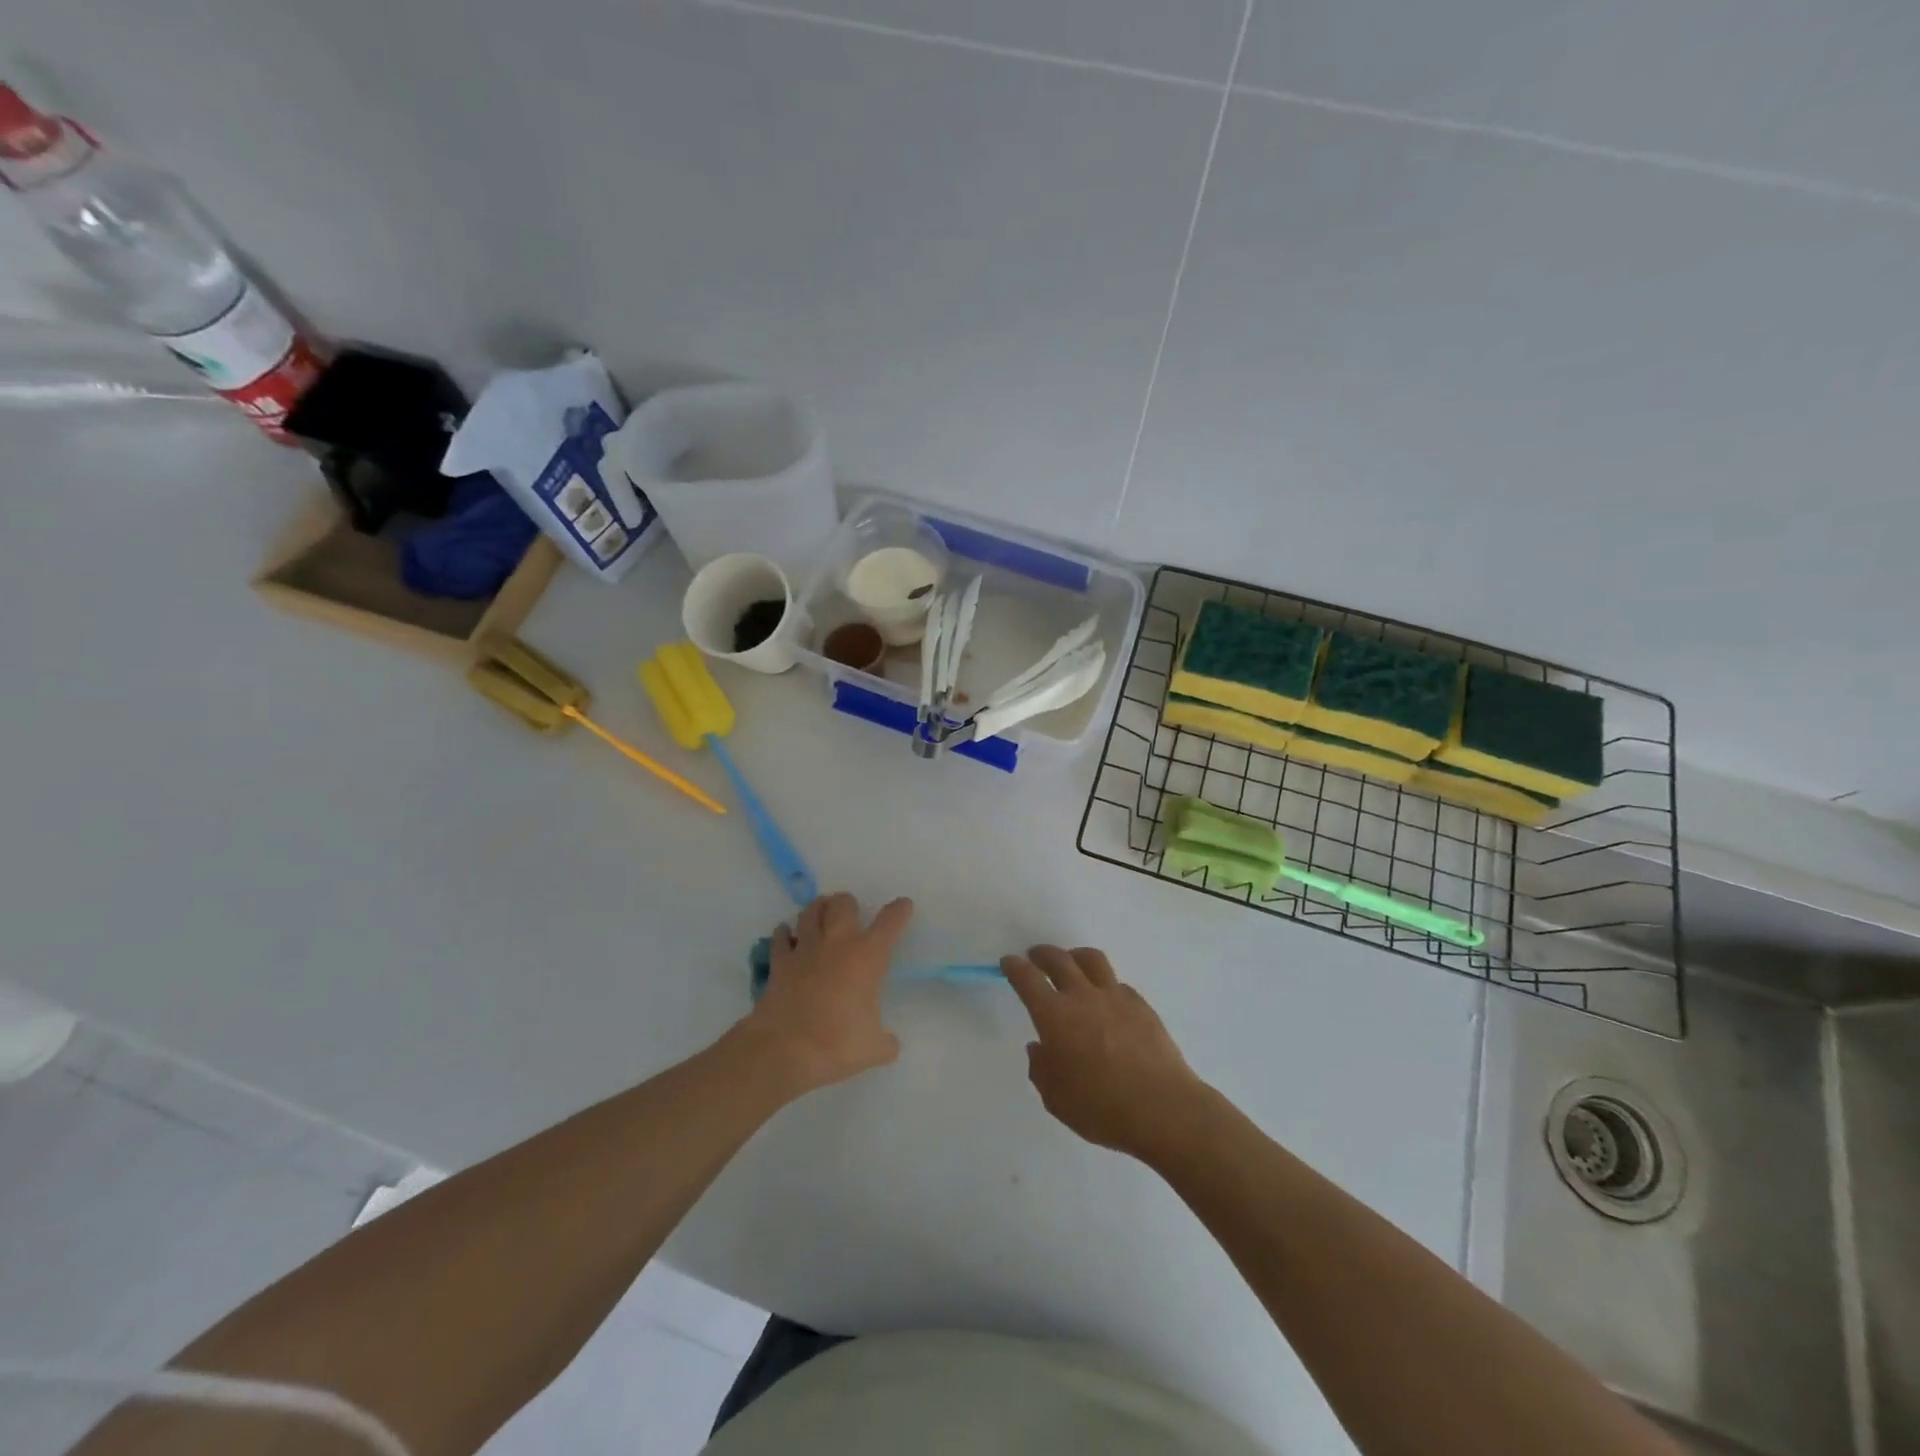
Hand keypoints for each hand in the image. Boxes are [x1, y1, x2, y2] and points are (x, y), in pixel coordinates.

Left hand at [740, 892, 912, 1095]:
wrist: (784, 1051)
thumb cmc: (837, 1045)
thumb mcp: (874, 1049)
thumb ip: (886, 1041)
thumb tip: (889, 1043)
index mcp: (868, 956)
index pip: (890, 921)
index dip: (899, 910)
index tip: (903, 906)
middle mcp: (837, 942)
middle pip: (843, 904)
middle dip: (848, 903)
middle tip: (851, 912)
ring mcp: (805, 949)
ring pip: (810, 911)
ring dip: (818, 909)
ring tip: (821, 913)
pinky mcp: (779, 962)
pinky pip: (781, 937)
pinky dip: (785, 933)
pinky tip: (787, 936)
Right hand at [1001, 946, 1207, 1159]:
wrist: (1162, 1109)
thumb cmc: (1101, 1108)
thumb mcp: (1056, 1099)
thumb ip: (1041, 1069)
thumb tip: (1040, 1048)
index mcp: (1055, 1016)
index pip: (1027, 979)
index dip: (1014, 967)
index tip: (1009, 962)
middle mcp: (1083, 996)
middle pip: (1059, 959)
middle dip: (1042, 954)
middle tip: (1035, 957)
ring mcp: (1115, 997)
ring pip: (1091, 960)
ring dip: (1075, 956)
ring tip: (1071, 962)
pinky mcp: (1141, 1005)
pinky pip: (1117, 983)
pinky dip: (1105, 984)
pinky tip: (1106, 1000)